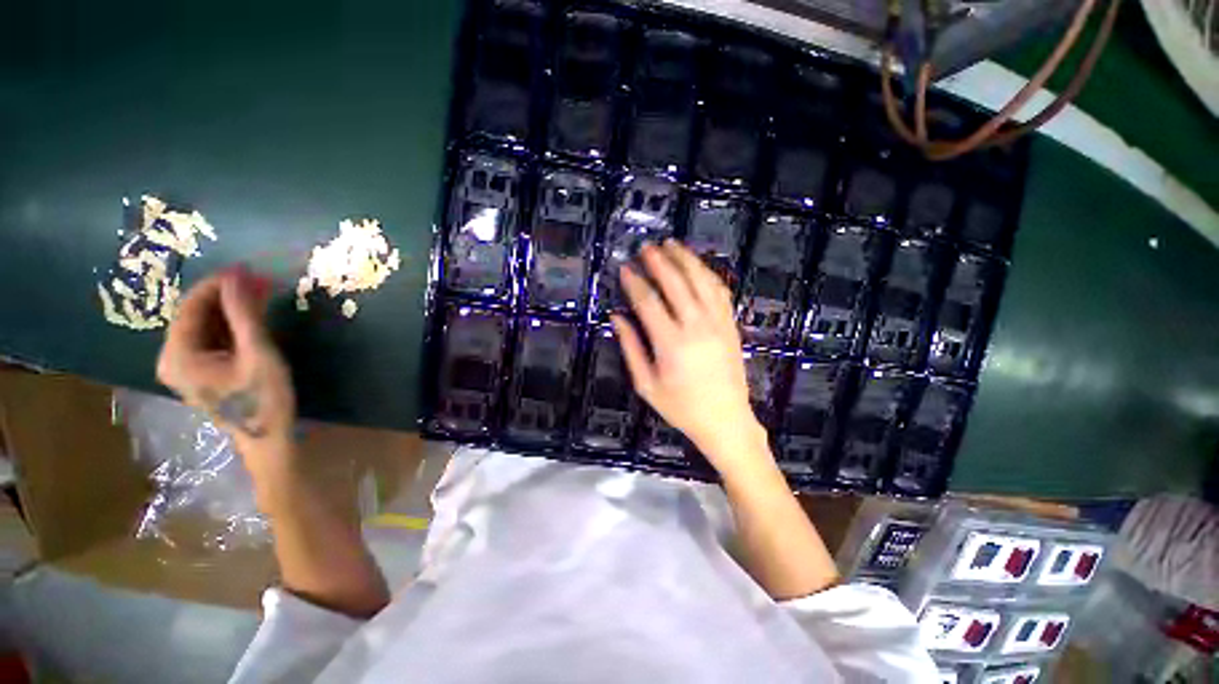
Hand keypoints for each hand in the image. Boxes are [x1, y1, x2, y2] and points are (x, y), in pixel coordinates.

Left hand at [156, 266, 297, 490]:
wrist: (267, 438)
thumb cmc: (262, 399)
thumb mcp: (258, 355)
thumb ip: (245, 315)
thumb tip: (239, 276)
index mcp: (178, 356)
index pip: (190, 307)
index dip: (217, 284)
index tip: (246, 269)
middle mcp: (172, 358)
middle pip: (195, 315)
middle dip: (226, 296)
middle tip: (259, 281)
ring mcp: (184, 366)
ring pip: (204, 325)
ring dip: (231, 308)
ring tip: (260, 294)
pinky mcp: (199, 371)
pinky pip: (211, 337)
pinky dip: (231, 324)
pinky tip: (252, 316)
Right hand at [612, 240, 770, 475]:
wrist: (725, 419)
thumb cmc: (681, 407)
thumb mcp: (646, 384)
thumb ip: (631, 348)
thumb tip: (616, 317)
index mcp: (671, 343)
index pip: (648, 301)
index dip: (634, 282)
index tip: (625, 268)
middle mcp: (696, 326)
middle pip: (676, 283)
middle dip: (659, 261)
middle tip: (646, 247)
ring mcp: (718, 323)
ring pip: (701, 281)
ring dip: (686, 260)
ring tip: (672, 245)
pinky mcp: (731, 325)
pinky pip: (721, 292)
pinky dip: (708, 274)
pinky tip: (698, 267)